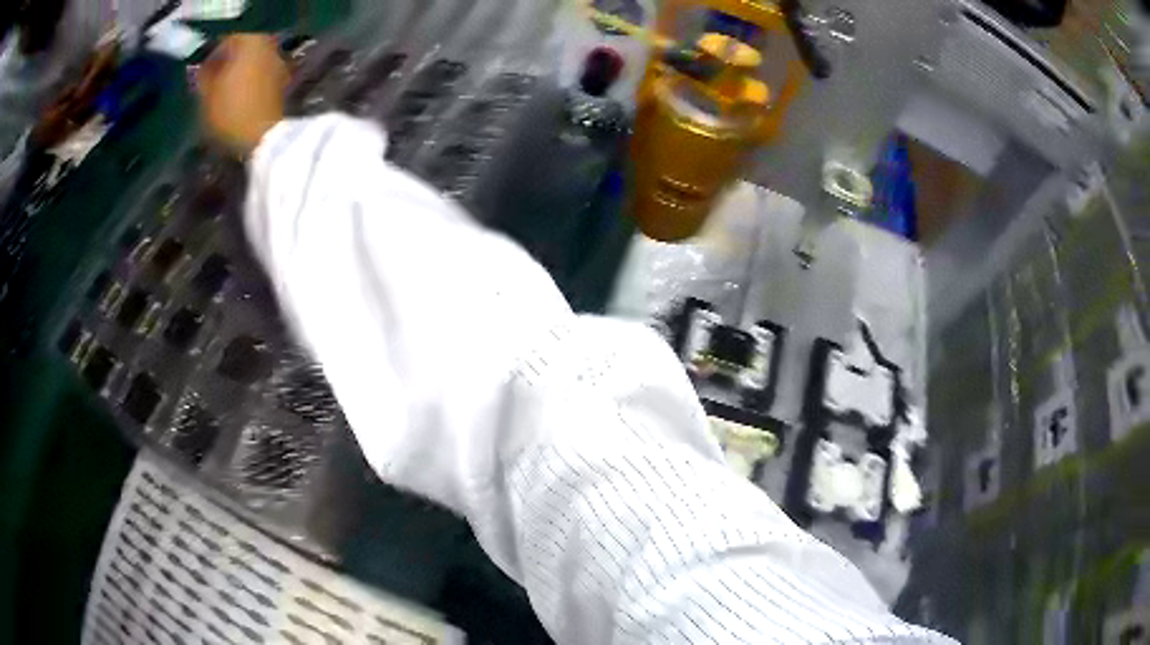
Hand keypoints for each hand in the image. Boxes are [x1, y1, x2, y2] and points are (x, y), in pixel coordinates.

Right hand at [196, 34, 288, 154]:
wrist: (263, 134)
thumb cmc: (230, 110)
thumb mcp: (207, 94)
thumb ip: (204, 76)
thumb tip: (204, 70)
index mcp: (250, 41)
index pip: (227, 40)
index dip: (212, 56)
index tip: (201, 72)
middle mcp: (269, 45)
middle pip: (243, 49)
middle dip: (227, 62)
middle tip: (211, 80)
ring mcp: (279, 61)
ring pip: (253, 61)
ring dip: (238, 71)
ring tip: (223, 90)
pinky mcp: (283, 79)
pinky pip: (261, 73)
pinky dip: (249, 80)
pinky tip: (238, 96)